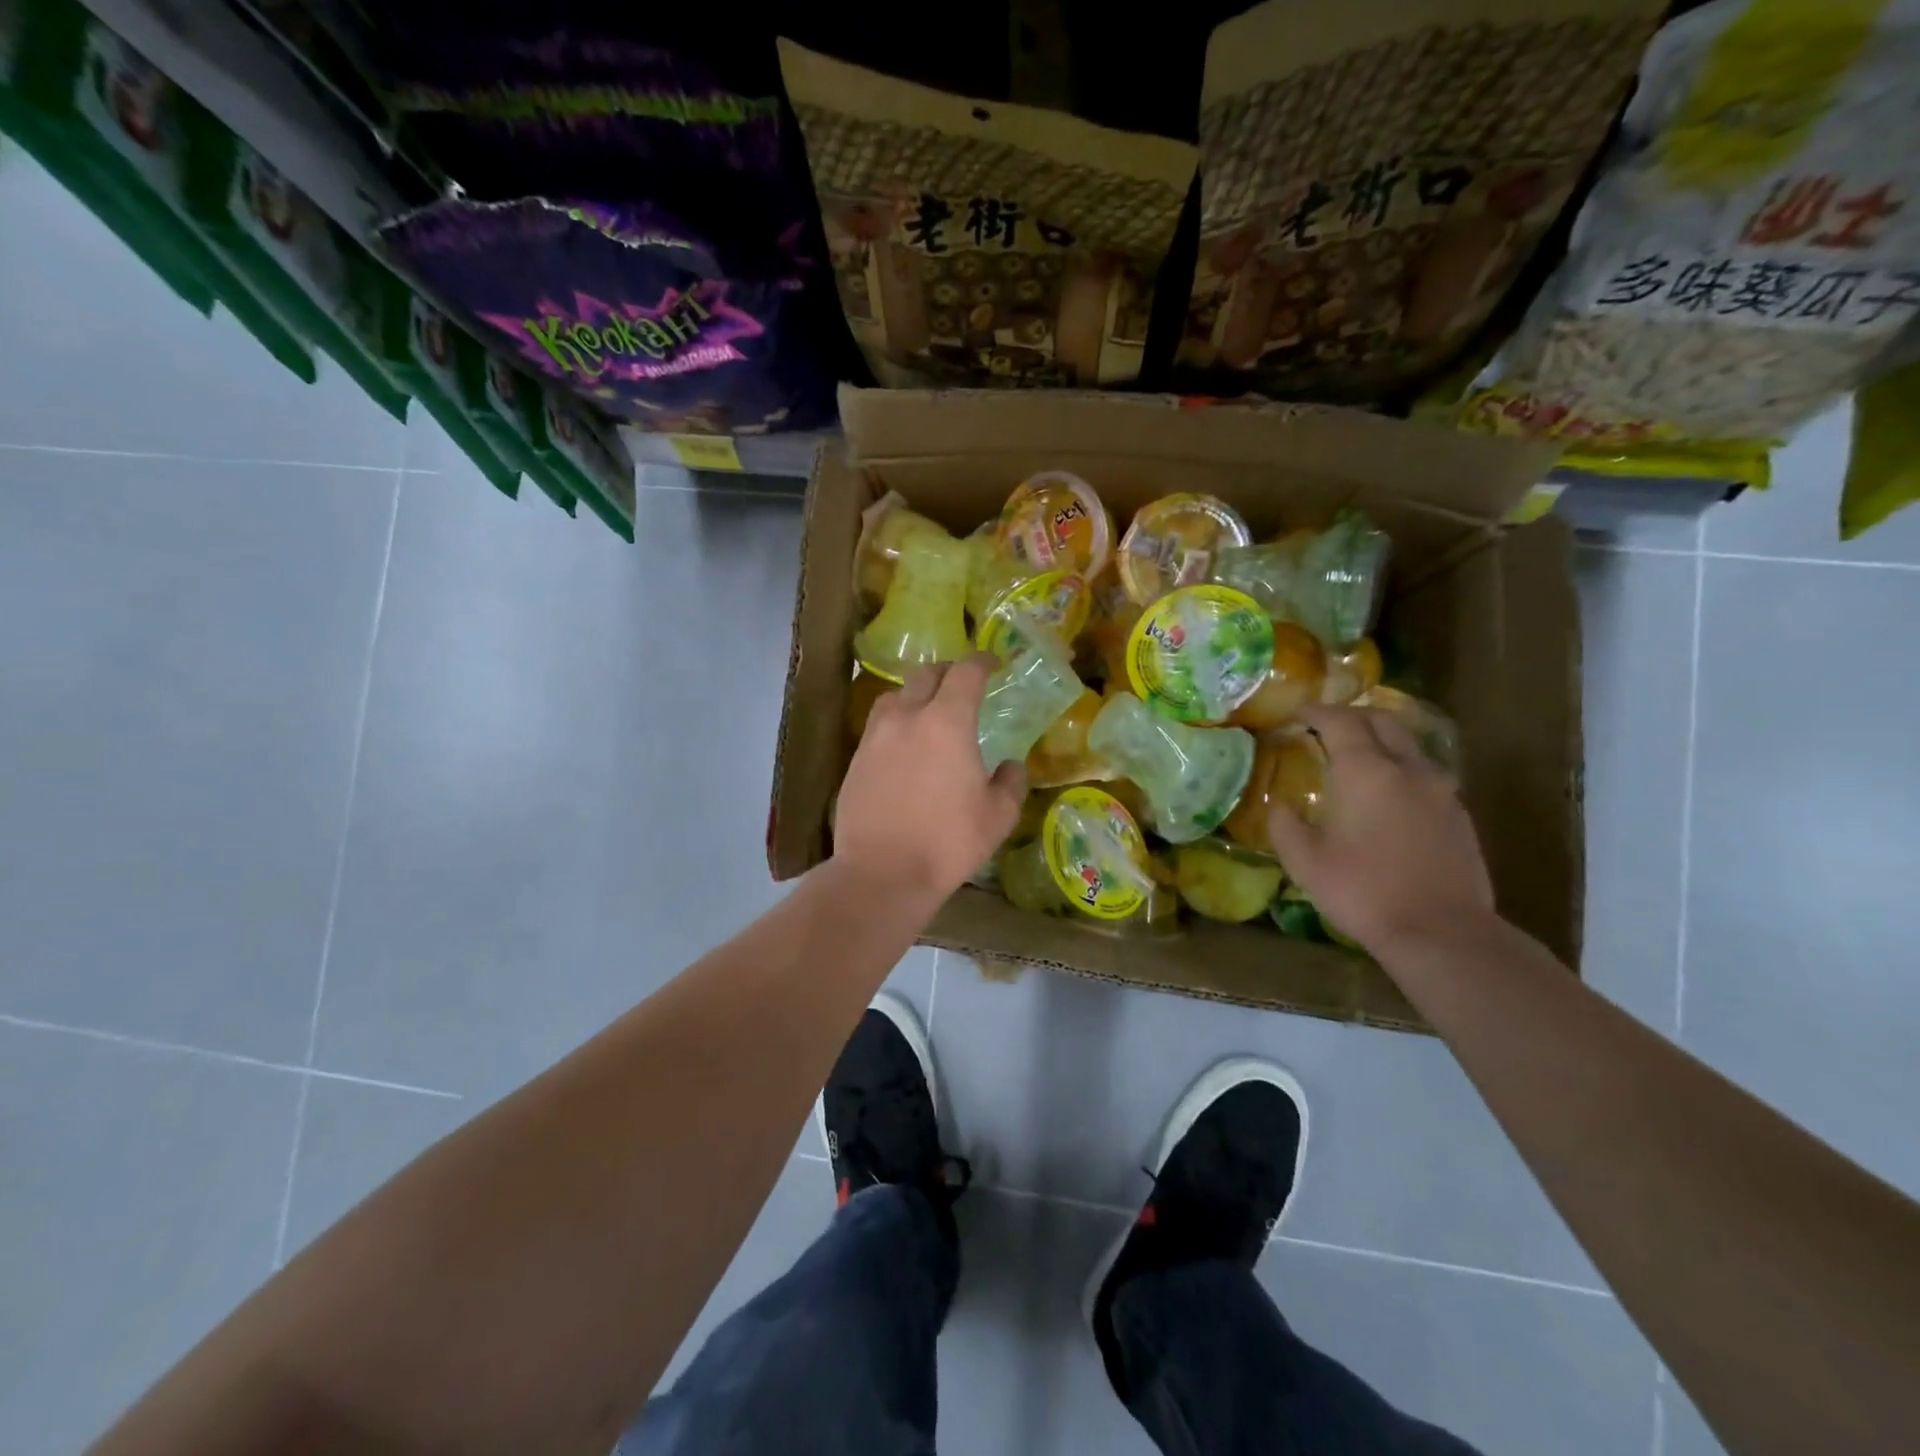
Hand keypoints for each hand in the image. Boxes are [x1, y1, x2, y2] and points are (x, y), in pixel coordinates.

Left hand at [835, 654, 1026, 900]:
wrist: (881, 873)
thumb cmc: (947, 842)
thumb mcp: (998, 816)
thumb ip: (1010, 782)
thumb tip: (1010, 766)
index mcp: (947, 721)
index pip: (965, 672)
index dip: (982, 662)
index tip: (993, 664)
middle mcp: (907, 717)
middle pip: (926, 674)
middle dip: (949, 672)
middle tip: (963, 685)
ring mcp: (875, 736)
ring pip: (896, 695)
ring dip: (916, 694)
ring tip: (929, 712)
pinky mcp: (855, 758)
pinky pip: (878, 724)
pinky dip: (896, 722)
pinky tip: (905, 746)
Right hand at [1265, 706, 1493, 956]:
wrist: (1442, 933)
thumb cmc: (1363, 891)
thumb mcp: (1305, 862)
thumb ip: (1285, 825)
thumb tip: (1281, 806)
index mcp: (1366, 772)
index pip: (1340, 722)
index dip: (1316, 712)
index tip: (1296, 713)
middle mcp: (1408, 769)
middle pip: (1383, 721)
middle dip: (1352, 715)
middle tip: (1326, 725)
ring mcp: (1440, 790)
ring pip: (1409, 744)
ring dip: (1381, 738)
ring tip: (1358, 755)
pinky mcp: (1459, 814)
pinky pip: (1425, 772)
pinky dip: (1401, 766)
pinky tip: (1389, 793)